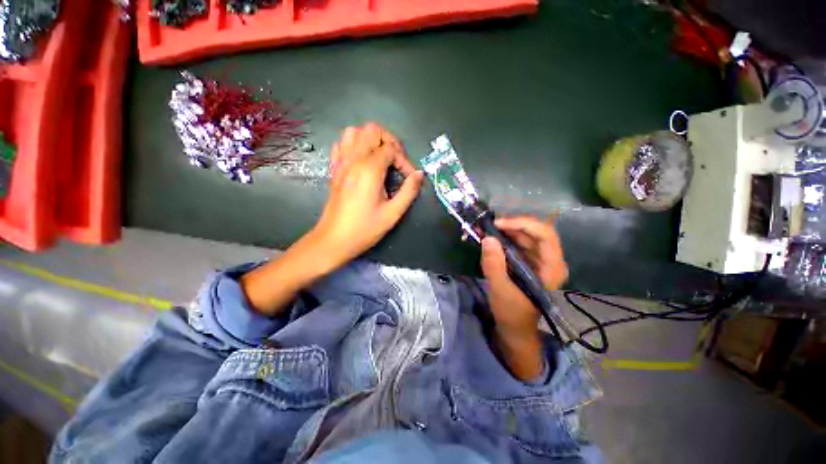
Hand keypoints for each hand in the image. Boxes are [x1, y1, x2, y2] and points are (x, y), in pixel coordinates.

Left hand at [308, 123, 423, 269]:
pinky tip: (362, 161)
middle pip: (372, 130)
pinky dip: (354, 145)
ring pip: (354, 132)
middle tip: (396, 161)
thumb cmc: (365, 228)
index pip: (391, 149)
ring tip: (381, 157)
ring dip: (370, 139)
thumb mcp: (393, 213)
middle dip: (389, 141)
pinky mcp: (334, 169)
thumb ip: (409, 191)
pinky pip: (341, 144)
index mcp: (369, 169)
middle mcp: (353, 159)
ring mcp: (341, 163)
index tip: (409, 177)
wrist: (334, 240)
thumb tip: (419, 174)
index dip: (404, 160)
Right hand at [480, 216, 567, 379]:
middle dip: (511, 225)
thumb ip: (494, 265)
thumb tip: (487, 239)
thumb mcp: (500, 290)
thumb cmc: (512, 313)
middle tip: (489, 225)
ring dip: (506, 229)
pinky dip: (504, 237)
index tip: (498, 224)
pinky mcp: (529, 261)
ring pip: (526, 235)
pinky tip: (491, 237)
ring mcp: (540, 260)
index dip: (522, 224)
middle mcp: (550, 260)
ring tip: (486, 229)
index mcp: (552, 268)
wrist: (515, 328)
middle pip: (535, 231)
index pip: (545, 235)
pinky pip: (519, 242)